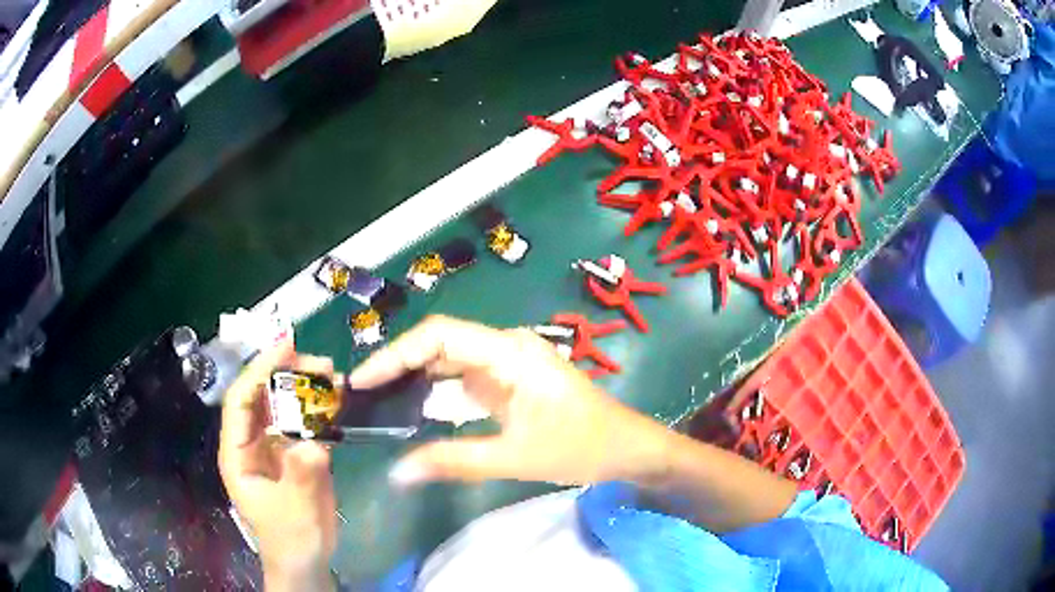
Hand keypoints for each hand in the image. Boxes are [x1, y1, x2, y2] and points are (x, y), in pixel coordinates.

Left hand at [218, 340, 336, 591]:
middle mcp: (252, 442)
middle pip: (263, 396)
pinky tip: (339, 402)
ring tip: (334, 377)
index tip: (286, 347)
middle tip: (321, 363)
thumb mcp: (294, 510)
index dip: (258, 370)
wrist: (306, 559)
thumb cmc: (290, 537)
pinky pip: (305, 424)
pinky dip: (320, 410)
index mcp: (238, 453)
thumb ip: (301, 475)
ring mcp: (275, 447)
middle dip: (287, 374)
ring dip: (306, 389)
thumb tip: (314, 443)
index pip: (241, 401)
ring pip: (284, 406)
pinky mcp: (296, 454)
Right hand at [349, 315, 673, 487]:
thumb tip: (398, 472)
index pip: (439, 337)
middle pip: (439, 344)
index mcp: (509, 352)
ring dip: (415, 379)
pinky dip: (437, 393)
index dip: (395, 355)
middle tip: (362, 395)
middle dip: (398, 366)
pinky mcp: (510, 380)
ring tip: (377, 402)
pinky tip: (414, 411)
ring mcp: (508, 362)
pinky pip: (464, 378)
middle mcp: (506, 347)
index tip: (362, 380)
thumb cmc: (581, 447)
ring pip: (449, 361)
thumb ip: (454, 462)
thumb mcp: (515, 458)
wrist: (628, 448)